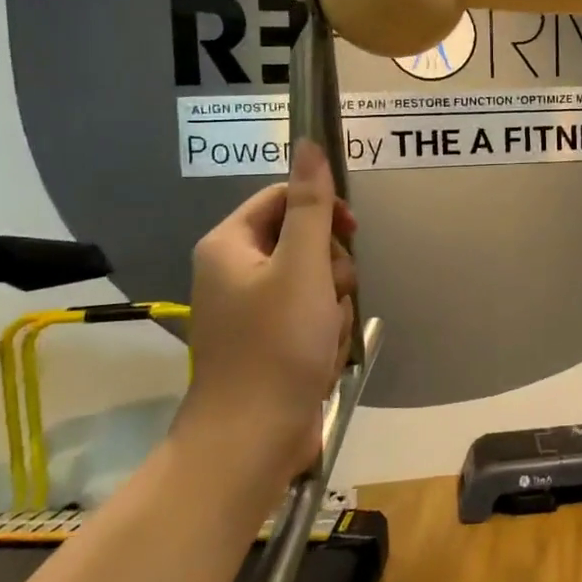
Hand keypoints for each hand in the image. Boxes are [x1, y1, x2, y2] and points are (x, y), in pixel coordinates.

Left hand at [173, 141, 357, 494]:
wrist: (253, 438)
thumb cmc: (277, 345)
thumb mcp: (302, 266)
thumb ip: (311, 205)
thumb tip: (308, 144)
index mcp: (230, 244)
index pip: (284, 198)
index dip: (323, 209)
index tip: (350, 232)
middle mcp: (235, 270)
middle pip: (304, 240)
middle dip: (330, 267)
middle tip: (329, 295)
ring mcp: (253, 308)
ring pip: (315, 279)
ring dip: (333, 302)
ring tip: (325, 333)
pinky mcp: (270, 339)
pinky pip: (311, 313)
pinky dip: (324, 329)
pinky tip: (321, 355)